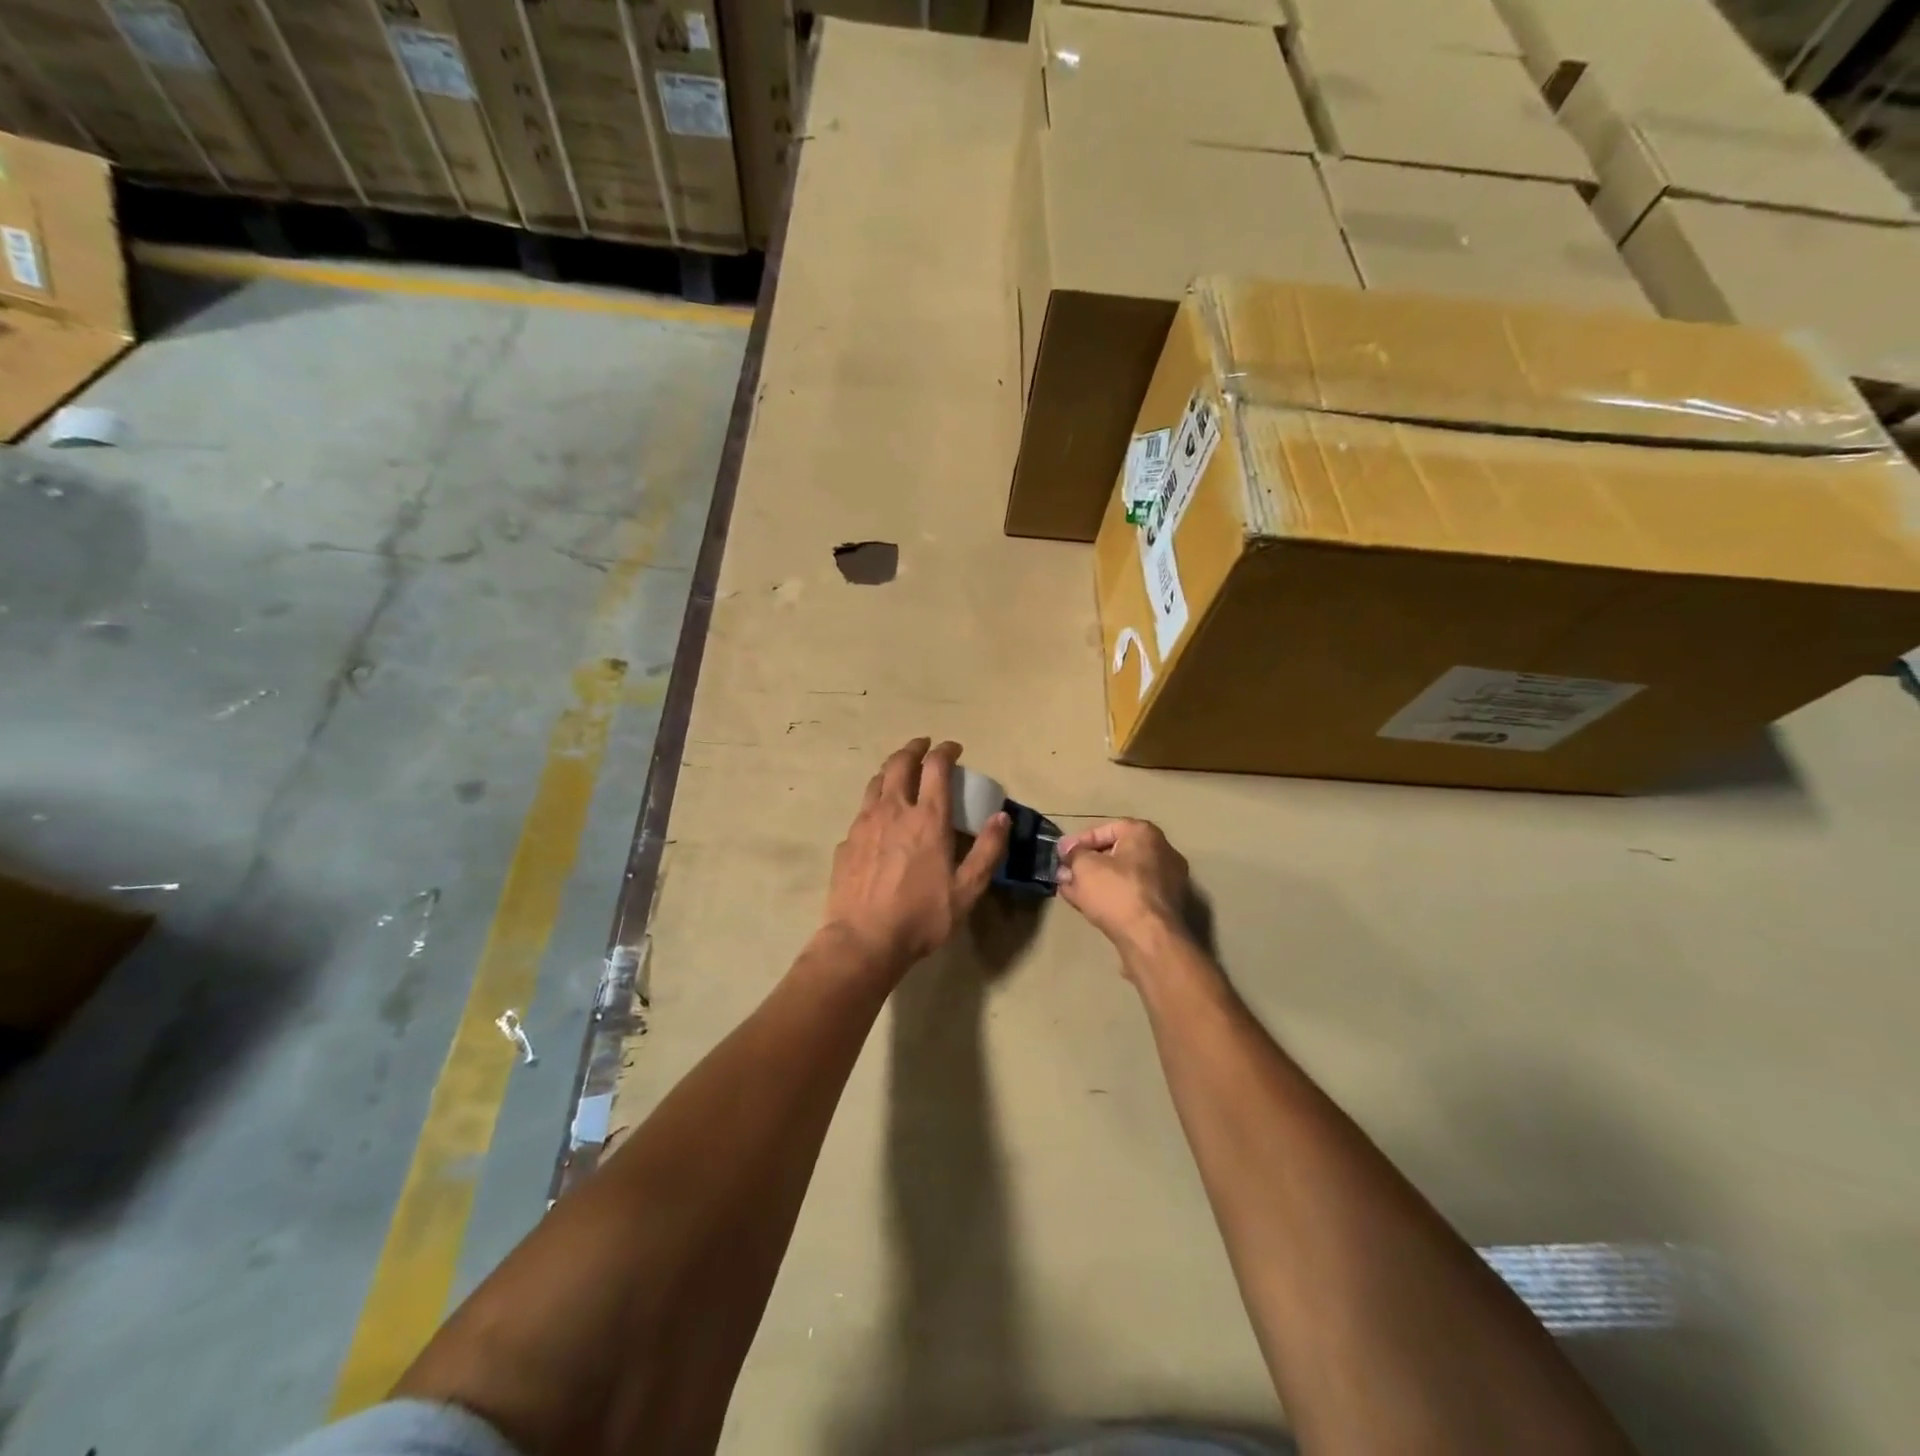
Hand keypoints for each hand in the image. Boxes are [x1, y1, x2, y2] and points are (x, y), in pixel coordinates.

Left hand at [823, 738, 1009, 974]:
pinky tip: (879, 815)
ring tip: (900, 770)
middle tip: (924, 746)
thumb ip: (988, 851)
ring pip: (877, 781)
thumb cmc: (921, 916)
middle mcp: (894, 810)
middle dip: (914, 748)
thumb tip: (1002, 817)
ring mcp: (865, 823)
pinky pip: (862, 809)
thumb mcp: (967, 890)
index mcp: (927, 818)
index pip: (936, 767)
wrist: (863, 940)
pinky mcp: (847, 841)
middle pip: (900, 763)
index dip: (946, 751)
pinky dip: (875, 800)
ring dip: (892, 768)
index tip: (954, 748)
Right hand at [1055, 819, 1189, 961]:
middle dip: (1087, 863)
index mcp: (1144, 833)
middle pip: (1116, 852)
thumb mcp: (1084, 867)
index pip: (1106, 829)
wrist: (1149, 938)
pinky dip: (1112, 896)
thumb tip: (1067, 849)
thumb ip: (1073, 854)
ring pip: (1123, 875)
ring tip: (1072, 890)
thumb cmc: (1116, 892)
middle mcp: (1162, 851)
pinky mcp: (1166, 906)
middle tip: (1066, 873)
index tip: (1061, 854)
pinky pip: (1132, 893)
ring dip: (1096, 881)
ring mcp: (1168, 880)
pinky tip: (1090, 905)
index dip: (1079, 841)